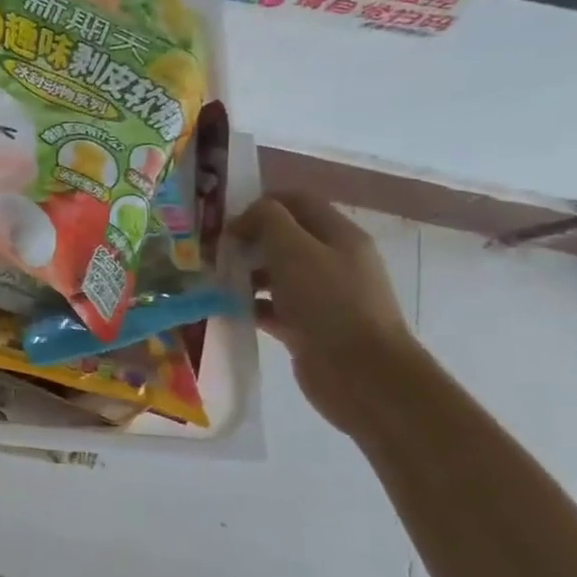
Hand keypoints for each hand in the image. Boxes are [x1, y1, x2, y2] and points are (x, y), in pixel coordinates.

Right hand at [230, 191, 419, 433]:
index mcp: (338, 235)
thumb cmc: (328, 303)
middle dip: (248, 240)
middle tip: (214, 252)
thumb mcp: (293, 249)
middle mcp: (333, 261)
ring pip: (276, 273)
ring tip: (215, 280)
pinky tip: (226, 308)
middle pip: (284, 238)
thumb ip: (268, 220)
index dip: (260, 204)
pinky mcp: (308, 327)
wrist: (362, 375)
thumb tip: (247, 217)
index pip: (296, 201)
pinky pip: (273, 307)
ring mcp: (322, 297)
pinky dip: (250, 305)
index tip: (227, 221)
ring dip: (245, 273)